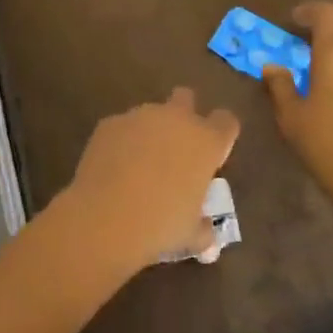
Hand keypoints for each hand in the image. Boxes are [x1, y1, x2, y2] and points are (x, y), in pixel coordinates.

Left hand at [62, 89, 240, 271]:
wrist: (106, 217)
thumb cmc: (160, 225)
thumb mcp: (191, 235)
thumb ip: (203, 229)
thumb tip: (206, 235)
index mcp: (206, 141)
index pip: (226, 121)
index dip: (221, 135)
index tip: (213, 155)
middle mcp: (176, 119)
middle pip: (186, 97)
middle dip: (184, 114)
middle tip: (176, 148)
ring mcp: (140, 116)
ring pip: (151, 113)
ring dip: (150, 132)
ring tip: (139, 166)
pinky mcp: (110, 122)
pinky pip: (122, 127)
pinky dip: (122, 142)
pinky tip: (113, 169)